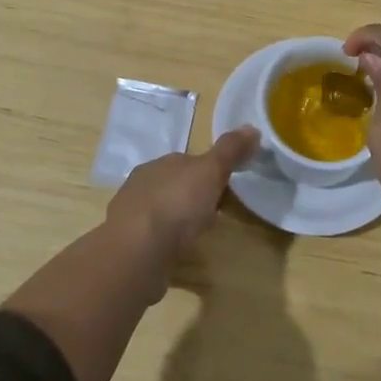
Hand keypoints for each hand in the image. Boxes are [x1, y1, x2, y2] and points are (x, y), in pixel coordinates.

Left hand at [105, 126, 260, 255]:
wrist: (136, 251)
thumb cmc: (176, 205)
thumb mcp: (210, 171)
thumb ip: (230, 151)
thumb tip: (252, 128)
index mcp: (160, 163)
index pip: (188, 161)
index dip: (208, 172)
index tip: (226, 186)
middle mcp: (142, 184)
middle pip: (174, 185)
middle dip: (192, 196)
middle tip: (214, 213)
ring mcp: (131, 215)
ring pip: (161, 211)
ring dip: (176, 220)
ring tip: (196, 235)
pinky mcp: (127, 245)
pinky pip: (152, 237)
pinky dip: (164, 242)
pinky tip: (175, 253)